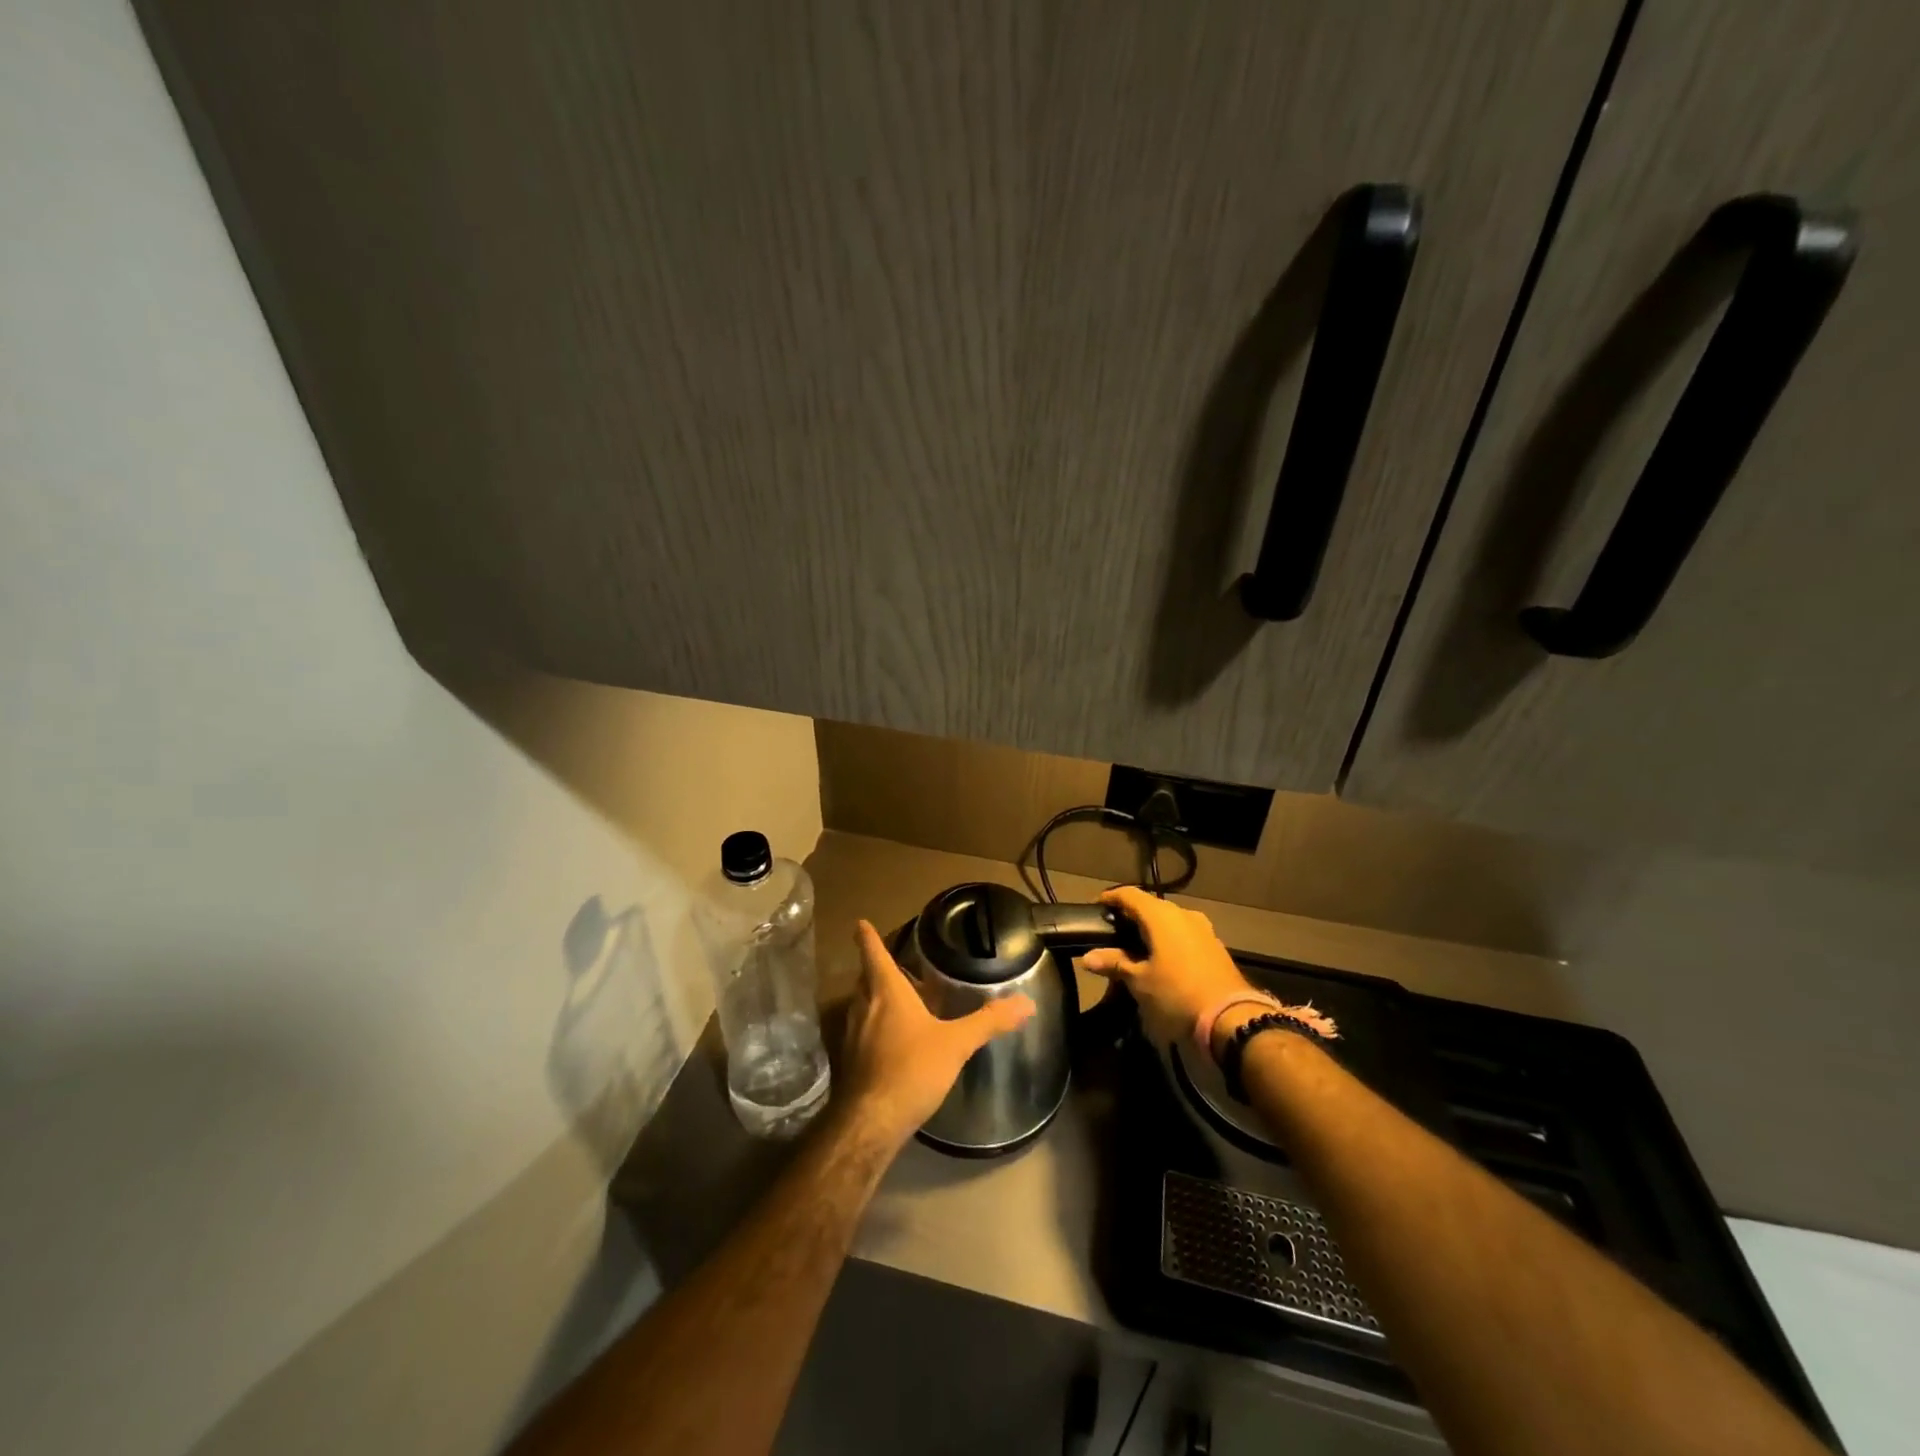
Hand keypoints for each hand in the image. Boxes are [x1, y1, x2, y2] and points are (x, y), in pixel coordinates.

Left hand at [837, 919, 1036, 1148]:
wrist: (871, 1122)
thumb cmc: (912, 1069)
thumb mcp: (957, 1043)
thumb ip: (989, 1021)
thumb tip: (1026, 1003)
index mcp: (886, 991)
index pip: (873, 953)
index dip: (867, 936)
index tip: (860, 923)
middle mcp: (864, 1006)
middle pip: (865, 978)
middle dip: (875, 968)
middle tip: (892, 964)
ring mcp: (851, 1034)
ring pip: (861, 1004)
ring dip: (874, 997)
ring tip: (896, 1000)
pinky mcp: (850, 1060)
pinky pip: (860, 1030)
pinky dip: (872, 1025)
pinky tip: (890, 1041)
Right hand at [1080, 886, 1251, 1044]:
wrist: (1232, 1019)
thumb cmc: (1177, 993)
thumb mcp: (1140, 981)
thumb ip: (1115, 964)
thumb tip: (1088, 957)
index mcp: (1161, 916)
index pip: (1130, 895)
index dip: (1111, 898)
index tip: (1096, 907)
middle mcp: (1183, 914)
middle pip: (1151, 906)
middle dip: (1131, 915)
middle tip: (1113, 931)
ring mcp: (1203, 929)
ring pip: (1169, 921)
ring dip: (1152, 929)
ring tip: (1135, 947)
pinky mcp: (1215, 947)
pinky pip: (1184, 935)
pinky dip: (1168, 940)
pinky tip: (1161, 959)